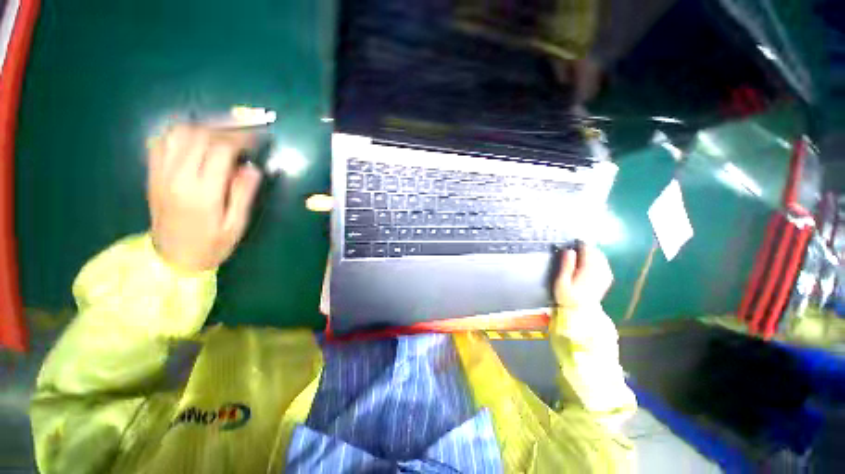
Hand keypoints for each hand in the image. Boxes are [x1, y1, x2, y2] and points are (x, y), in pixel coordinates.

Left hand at [147, 125, 261, 271]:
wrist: (173, 258)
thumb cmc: (211, 244)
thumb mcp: (237, 224)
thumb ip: (244, 194)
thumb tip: (253, 168)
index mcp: (202, 192)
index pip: (220, 149)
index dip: (241, 139)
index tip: (257, 138)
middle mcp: (176, 177)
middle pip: (198, 135)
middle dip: (224, 129)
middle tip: (243, 135)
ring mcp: (160, 173)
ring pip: (177, 133)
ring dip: (202, 128)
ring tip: (221, 134)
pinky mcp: (152, 174)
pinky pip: (161, 141)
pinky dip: (180, 133)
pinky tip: (195, 139)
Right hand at [554, 244, 612, 309]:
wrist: (581, 312)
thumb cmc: (568, 297)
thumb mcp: (562, 282)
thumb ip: (566, 265)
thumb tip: (569, 251)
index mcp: (588, 269)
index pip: (588, 250)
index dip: (580, 243)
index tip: (572, 241)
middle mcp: (600, 270)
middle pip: (595, 252)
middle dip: (586, 247)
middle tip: (575, 246)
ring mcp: (605, 275)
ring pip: (601, 257)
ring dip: (592, 253)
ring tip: (581, 252)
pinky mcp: (606, 278)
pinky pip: (604, 263)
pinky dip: (597, 259)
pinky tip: (591, 261)